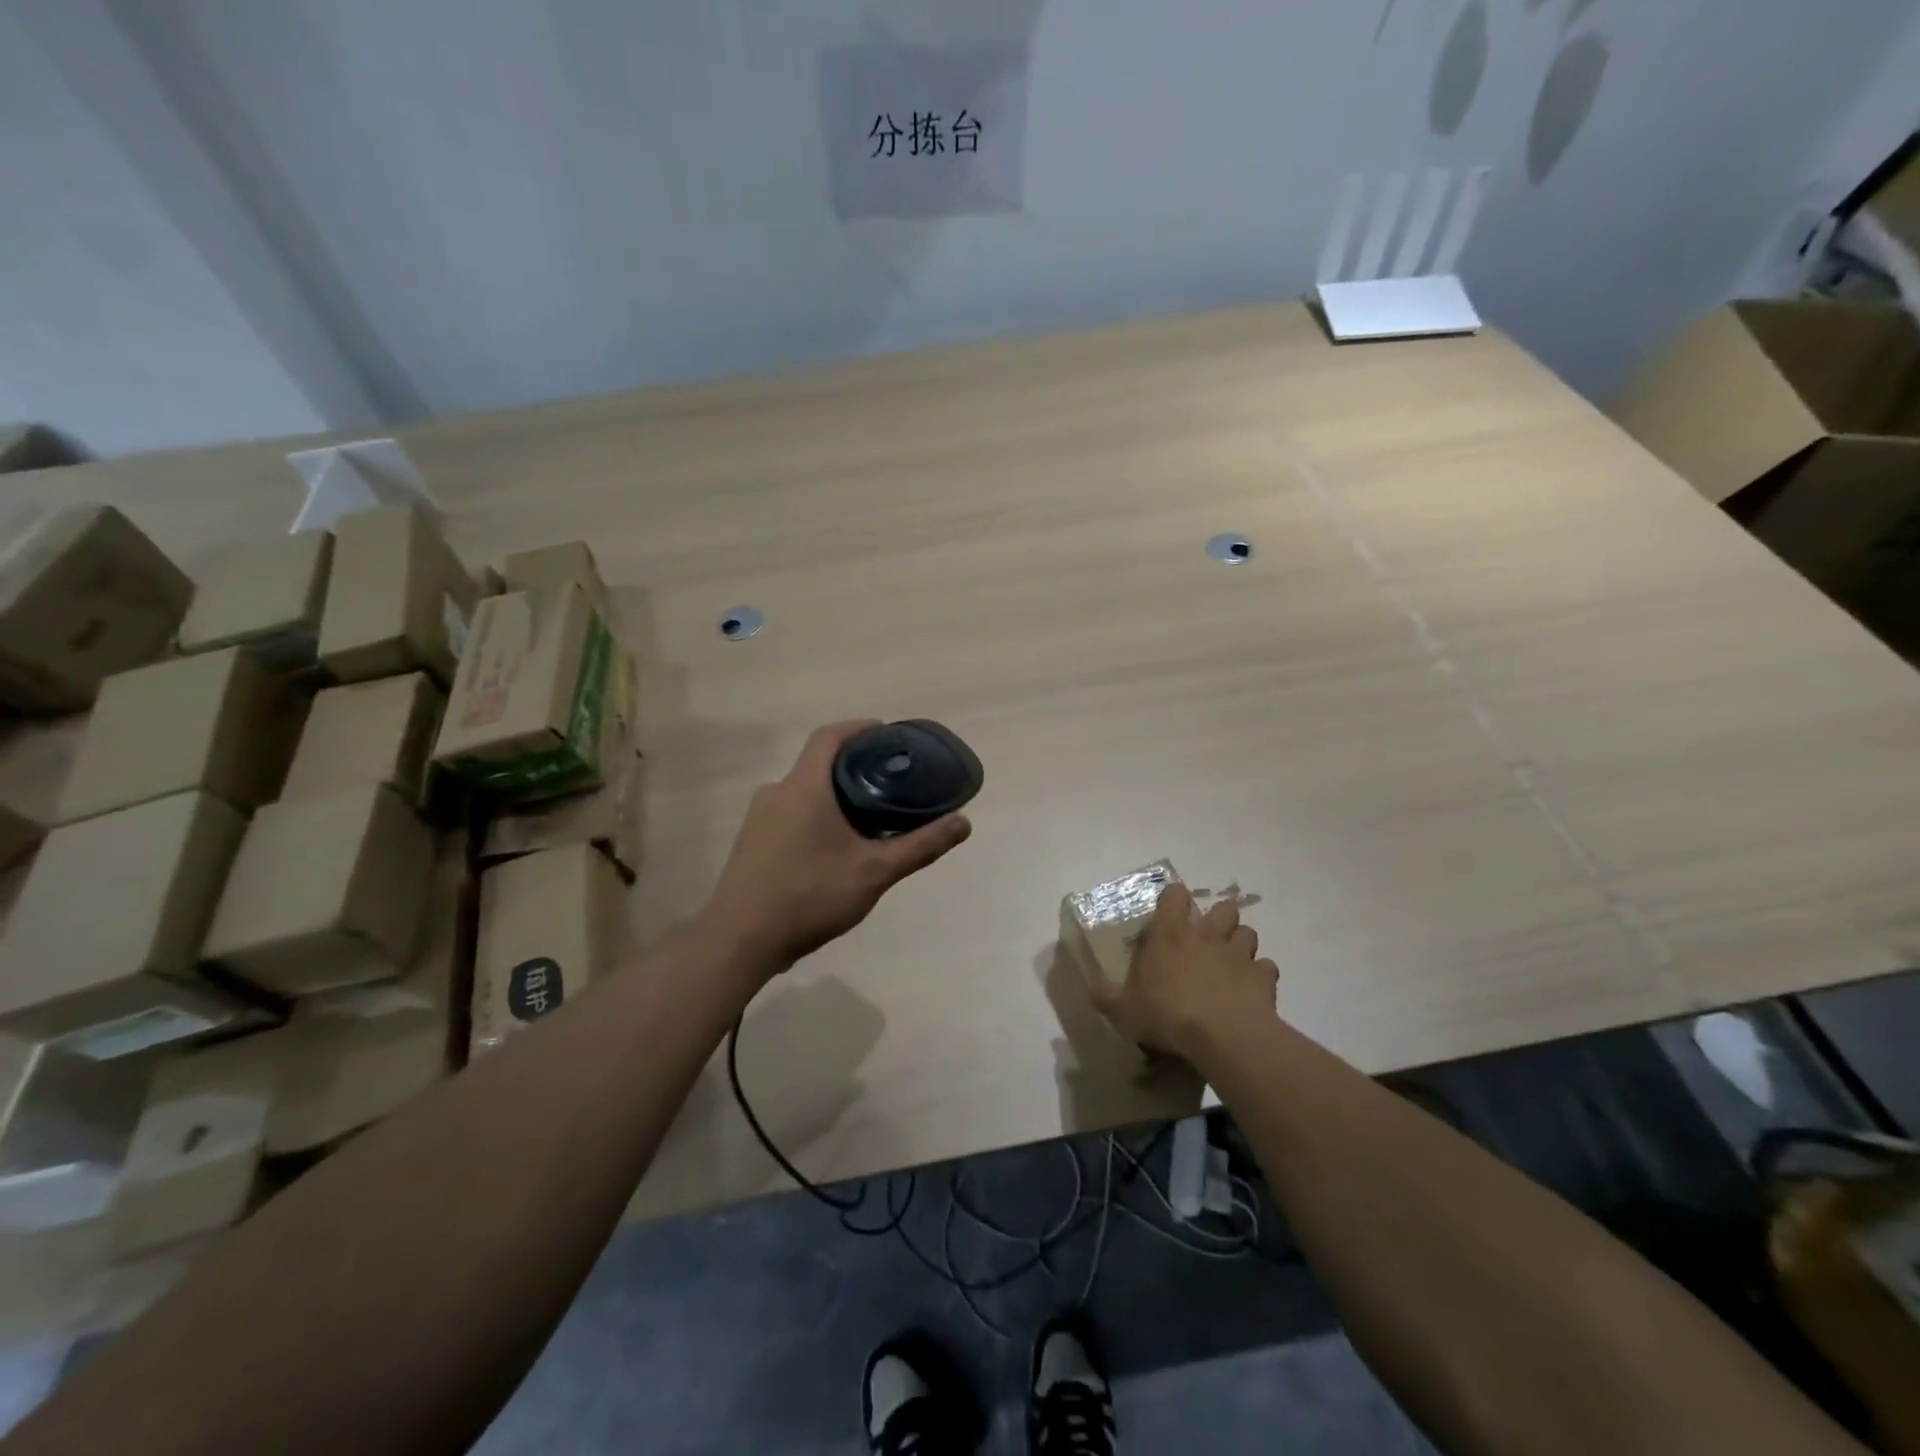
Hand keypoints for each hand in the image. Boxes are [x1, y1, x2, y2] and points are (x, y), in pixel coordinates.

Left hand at [703, 720, 972, 975]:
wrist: (740, 941)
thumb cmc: (809, 897)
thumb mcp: (874, 872)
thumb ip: (920, 846)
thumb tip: (963, 822)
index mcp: (804, 787)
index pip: (829, 736)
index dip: (859, 728)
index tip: (887, 734)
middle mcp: (777, 792)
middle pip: (818, 764)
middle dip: (854, 767)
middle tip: (890, 782)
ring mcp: (759, 818)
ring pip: (805, 791)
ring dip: (836, 795)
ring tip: (870, 817)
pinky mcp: (752, 842)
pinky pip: (791, 813)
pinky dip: (817, 815)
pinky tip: (837, 847)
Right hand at [1089, 884, 1278, 1062]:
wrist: (1223, 1037)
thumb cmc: (1167, 1014)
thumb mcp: (1123, 1010)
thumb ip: (1105, 996)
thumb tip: (1091, 988)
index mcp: (1170, 934)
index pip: (1174, 896)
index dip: (1174, 898)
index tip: (1171, 909)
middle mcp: (1206, 935)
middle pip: (1222, 907)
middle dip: (1218, 916)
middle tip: (1208, 935)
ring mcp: (1239, 954)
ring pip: (1248, 932)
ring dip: (1240, 942)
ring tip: (1232, 960)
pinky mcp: (1263, 977)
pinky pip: (1266, 968)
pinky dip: (1260, 975)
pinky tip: (1251, 989)